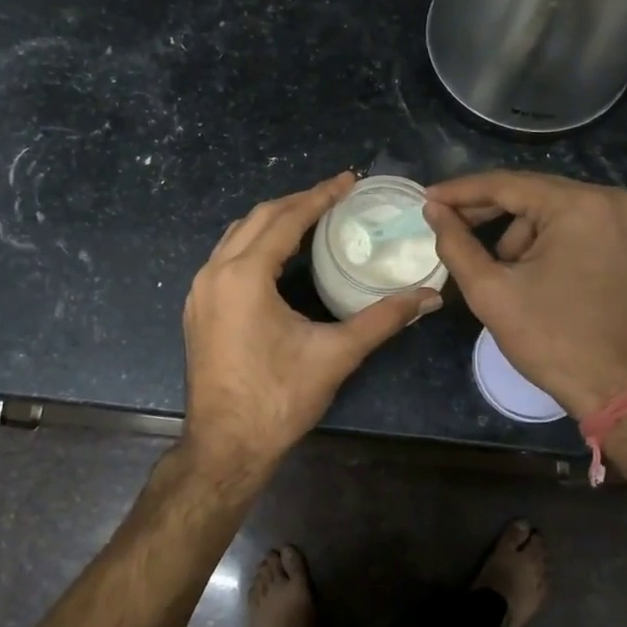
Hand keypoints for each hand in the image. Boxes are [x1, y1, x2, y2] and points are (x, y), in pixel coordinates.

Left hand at [184, 174, 440, 474]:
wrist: (225, 447)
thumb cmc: (278, 399)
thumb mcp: (335, 355)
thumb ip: (383, 319)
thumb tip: (429, 296)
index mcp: (244, 276)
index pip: (286, 219)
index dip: (320, 196)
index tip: (349, 179)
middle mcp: (215, 272)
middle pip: (258, 218)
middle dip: (297, 201)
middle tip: (335, 194)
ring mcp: (200, 291)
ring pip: (236, 235)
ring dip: (273, 220)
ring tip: (310, 216)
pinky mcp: (197, 309)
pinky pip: (226, 257)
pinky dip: (254, 243)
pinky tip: (278, 254)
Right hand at [423, 171, 626, 418]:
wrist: (621, 390)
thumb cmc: (552, 340)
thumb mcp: (491, 291)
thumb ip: (455, 243)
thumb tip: (433, 209)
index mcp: (580, 205)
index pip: (507, 185)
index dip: (461, 191)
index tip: (427, 198)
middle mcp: (611, 200)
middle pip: (532, 193)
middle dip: (488, 212)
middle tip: (447, 223)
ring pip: (552, 210)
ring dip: (518, 233)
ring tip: (500, 272)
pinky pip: (575, 225)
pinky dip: (546, 240)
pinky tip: (528, 270)